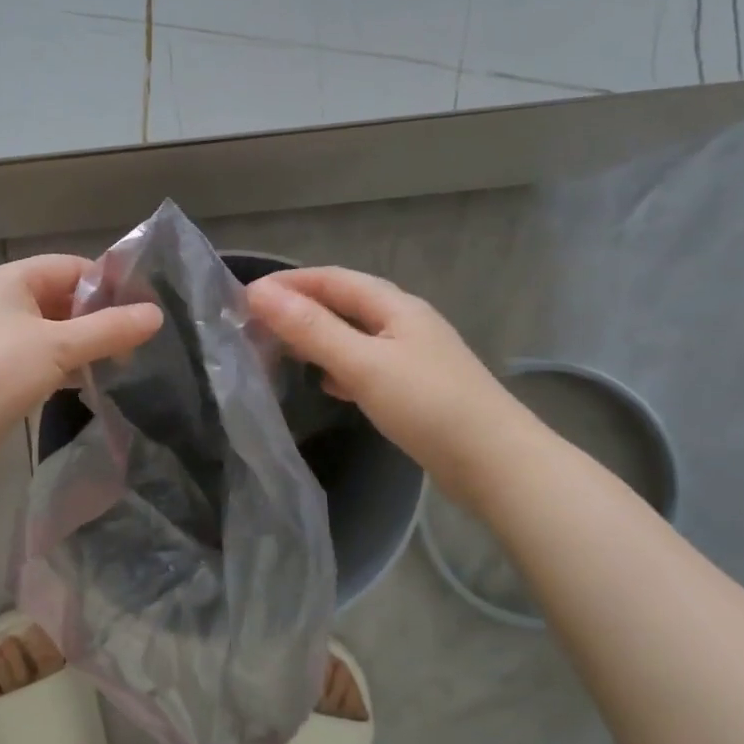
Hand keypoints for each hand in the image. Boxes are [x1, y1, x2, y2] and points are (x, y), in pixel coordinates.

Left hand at [0, 255, 162, 449]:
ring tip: (119, 362)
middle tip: (136, 340)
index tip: (143, 307)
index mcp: (11, 279)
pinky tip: (86, 381)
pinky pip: (38, 355)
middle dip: (98, 317)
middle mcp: (0, 300)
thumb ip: (109, 329)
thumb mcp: (60, 346)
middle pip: (61, 297)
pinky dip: (62, 364)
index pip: (71, 266)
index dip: (107, 283)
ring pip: (51, 330)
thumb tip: (156, 315)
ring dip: (82, 343)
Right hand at [245, 266, 529, 501]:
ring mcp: (414, 356)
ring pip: (355, 335)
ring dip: (318, 337)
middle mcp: (406, 323)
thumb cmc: (428, 406)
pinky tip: (328, 384)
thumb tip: (259, 293)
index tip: (246, 296)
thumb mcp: (362, 363)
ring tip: (282, 349)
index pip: (333, 279)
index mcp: (396, 306)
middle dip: (301, 308)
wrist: (497, 465)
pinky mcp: (417, 389)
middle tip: (257, 324)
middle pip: (345, 303)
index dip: (289, 282)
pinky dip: (340, 366)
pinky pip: (367, 365)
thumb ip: (310, 329)